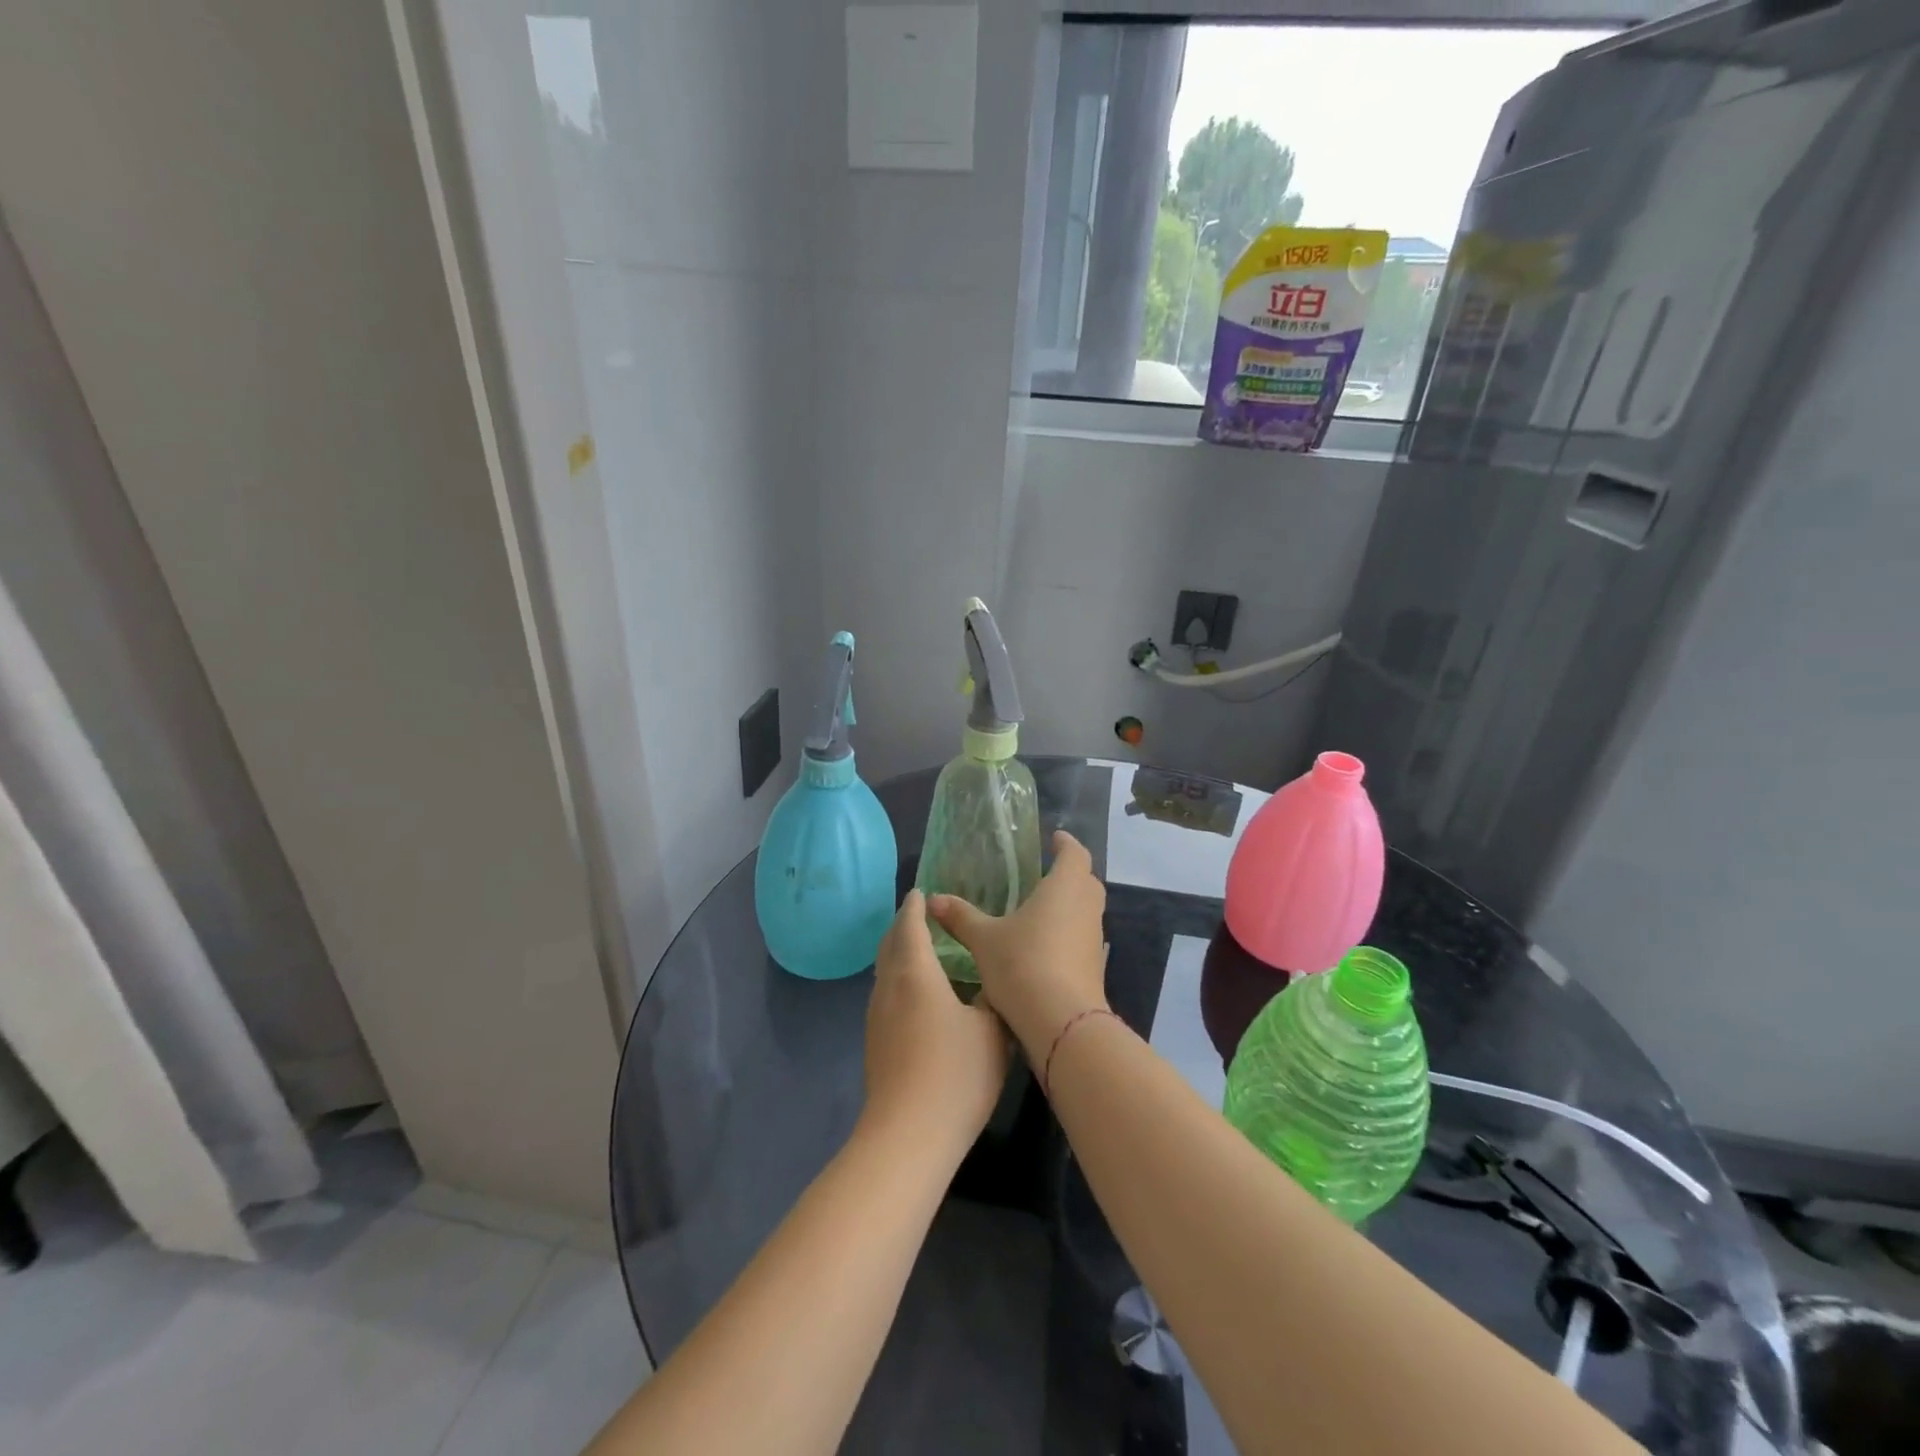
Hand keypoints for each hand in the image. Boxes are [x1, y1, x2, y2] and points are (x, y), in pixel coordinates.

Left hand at [863, 891, 1010, 1153]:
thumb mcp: (992, 1030)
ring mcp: (876, 1016)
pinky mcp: (874, 1042)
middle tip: (922, 916)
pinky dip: (898, 979)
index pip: (910, 925)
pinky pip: (885, 994)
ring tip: (921, 950)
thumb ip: (992, 999)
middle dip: (903, 925)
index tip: (922, 892)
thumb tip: (990, 987)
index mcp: (916, 972)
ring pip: (884, 971)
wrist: (908, 1135)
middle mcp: (889, 987)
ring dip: (899, 953)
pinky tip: (917, 995)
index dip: (915, 906)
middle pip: (890, 944)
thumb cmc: (956, 1072)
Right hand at [929, 831, 1108, 1063]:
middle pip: (1087, 880)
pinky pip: (1084, 937)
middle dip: (1070, 873)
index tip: (1055, 839)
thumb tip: (933, 899)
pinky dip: (1070, 933)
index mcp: (1064, 888)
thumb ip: (961, 917)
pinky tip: (1046, 946)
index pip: (1075, 853)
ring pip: (1087, 910)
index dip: (1066, 844)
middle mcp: (1086, 907)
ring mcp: (1095, 939)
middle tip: (1046, 874)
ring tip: (1042, 909)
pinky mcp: (1095, 967)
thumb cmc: (1023, 965)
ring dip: (1071, 905)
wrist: (1062, 1023)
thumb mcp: (984, 939)